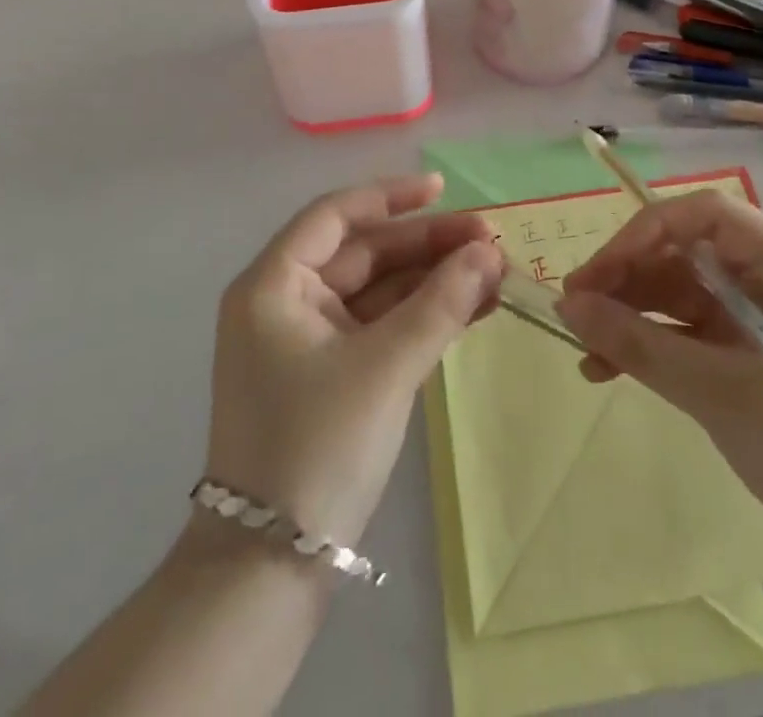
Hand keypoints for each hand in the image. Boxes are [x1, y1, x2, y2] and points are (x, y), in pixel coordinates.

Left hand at [204, 173, 501, 548]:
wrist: (269, 570)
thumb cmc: (316, 447)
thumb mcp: (385, 367)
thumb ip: (441, 303)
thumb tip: (490, 252)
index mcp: (273, 285)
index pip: (336, 216)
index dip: (392, 197)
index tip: (444, 190)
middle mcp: (284, 302)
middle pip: (364, 253)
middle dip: (426, 246)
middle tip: (490, 241)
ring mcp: (306, 340)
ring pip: (377, 291)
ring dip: (432, 281)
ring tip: (494, 274)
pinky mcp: (329, 374)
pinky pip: (379, 326)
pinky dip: (421, 316)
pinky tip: (471, 308)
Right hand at [558, 191, 762, 558]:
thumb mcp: (717, 391)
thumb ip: (638, 344)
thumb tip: (566, 306)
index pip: (706, 216)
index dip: (646, 232)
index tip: (599, 272)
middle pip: (686, 251)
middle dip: (628, 276)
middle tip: (575, 308)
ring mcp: (757, 316)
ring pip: (678, 290)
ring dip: (629, 313)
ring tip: (582, 343)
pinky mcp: (744, 351)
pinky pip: (685, 329)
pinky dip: (648, 343)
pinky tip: (605, 368)